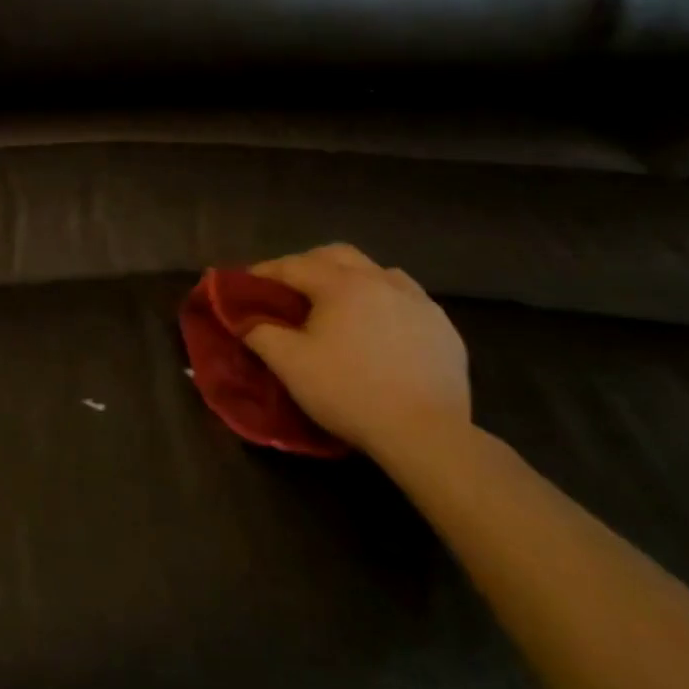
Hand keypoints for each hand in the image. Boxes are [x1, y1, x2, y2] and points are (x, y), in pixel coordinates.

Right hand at [243, 244, 469, 461]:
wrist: (425, 433)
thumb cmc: (349, 392)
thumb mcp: (290, 365)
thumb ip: (261, 334)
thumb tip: (246, 320)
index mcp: (341, 284)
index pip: (293, 265)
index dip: (265, 272)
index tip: (246, 283)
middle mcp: (380, 280)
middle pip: (337, 255)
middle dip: (308, 264)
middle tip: (290, 287)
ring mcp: (418, 301)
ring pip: (376, 272)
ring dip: (350, 278)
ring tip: (338, 304)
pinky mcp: (443, 327)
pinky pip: (406, 298)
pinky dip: (383, 301)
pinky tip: (379, 327)